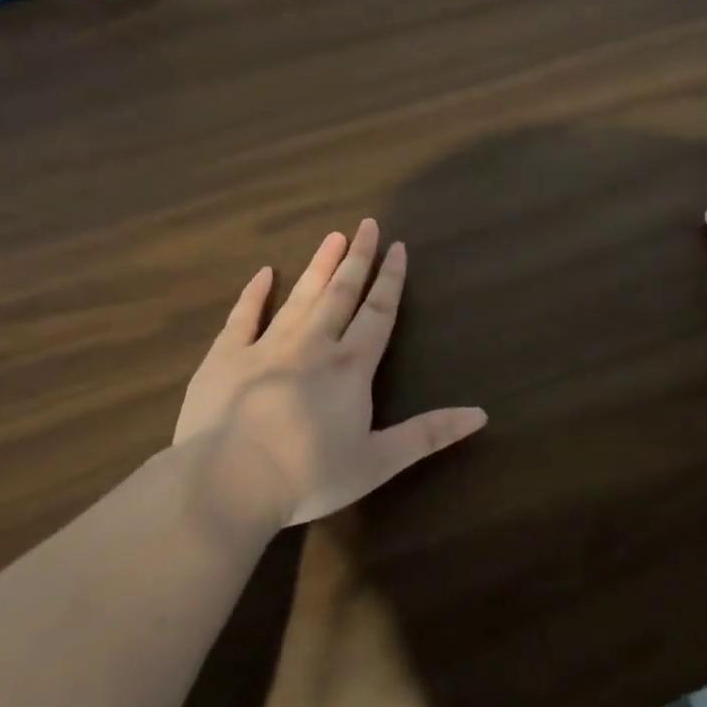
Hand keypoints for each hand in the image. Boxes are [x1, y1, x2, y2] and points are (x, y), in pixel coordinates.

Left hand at [173, 220, 487, 528]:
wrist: (229, 482)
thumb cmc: (309, 475)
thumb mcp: (379, 461)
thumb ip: (429, 434)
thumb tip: (481, 414)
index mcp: (350, 367)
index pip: (378, 313)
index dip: (390, 280)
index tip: (398, 247)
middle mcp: (313, 345)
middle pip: (341, 293)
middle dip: (357, 259)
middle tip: (367, 225)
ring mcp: (266, 347)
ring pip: (300, 296)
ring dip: (318, 266)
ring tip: (333, 236)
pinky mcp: (225, 357)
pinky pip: (243, 316)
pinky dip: (255, 293)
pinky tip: (264, 273)